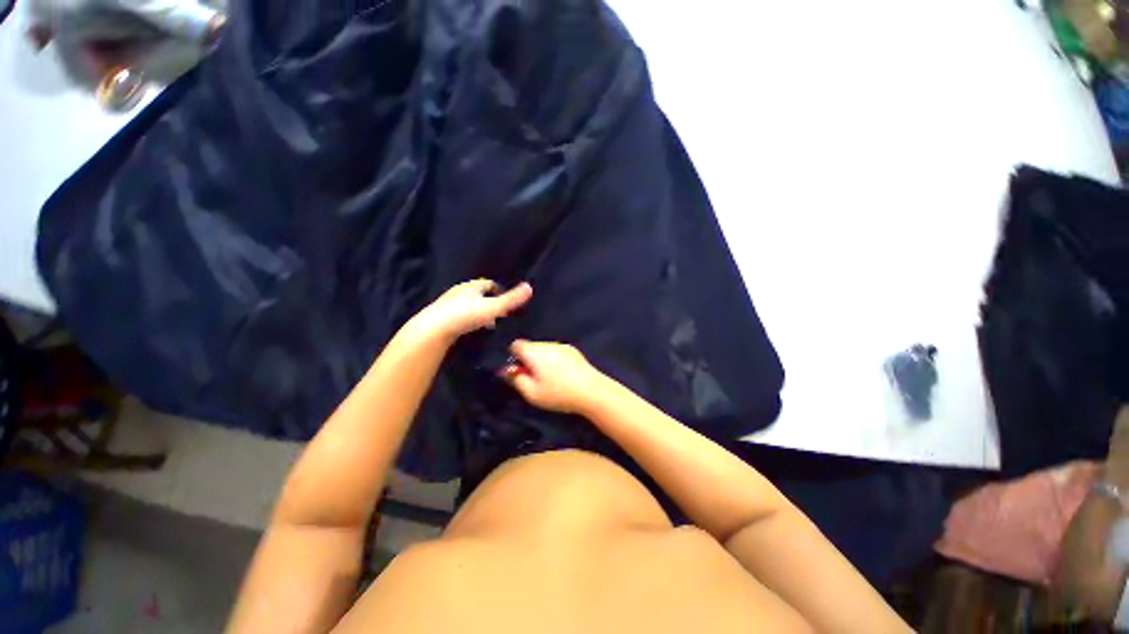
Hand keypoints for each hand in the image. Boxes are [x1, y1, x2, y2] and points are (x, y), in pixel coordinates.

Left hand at [412, 280, 532, 340]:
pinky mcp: (441, 317)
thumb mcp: (493, 307)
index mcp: (471, 286)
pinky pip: (459, 316)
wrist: (433, 330)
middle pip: (478, 294)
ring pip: (468, 305)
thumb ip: (512, 299)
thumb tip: (530, 287)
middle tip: (500, 313)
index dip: (499, 290)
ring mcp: (448, 304)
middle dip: (489, 302)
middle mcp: (459, 292)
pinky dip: (468, 320)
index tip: (508, 301)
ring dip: (479, 311)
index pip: (488, 284)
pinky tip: (472, 330)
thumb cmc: (465, 315)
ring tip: (489, 324)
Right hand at [501, 339, 607, 414]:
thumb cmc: (559, 393)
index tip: (519, 371)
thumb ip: (516, 380)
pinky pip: (556, 351)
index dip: (514, 357)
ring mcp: (562, 346)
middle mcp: (547, 344)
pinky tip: (562, 375)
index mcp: (535, 352)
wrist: (591, 391)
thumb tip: (506, 370)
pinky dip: (554, 360)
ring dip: (542, 359)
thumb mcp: (532, 393)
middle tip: (533, 378)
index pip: (516, 344)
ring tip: (550, 378)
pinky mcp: (573, 350)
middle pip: (531, 346)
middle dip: (528, 359)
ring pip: (544, 349)